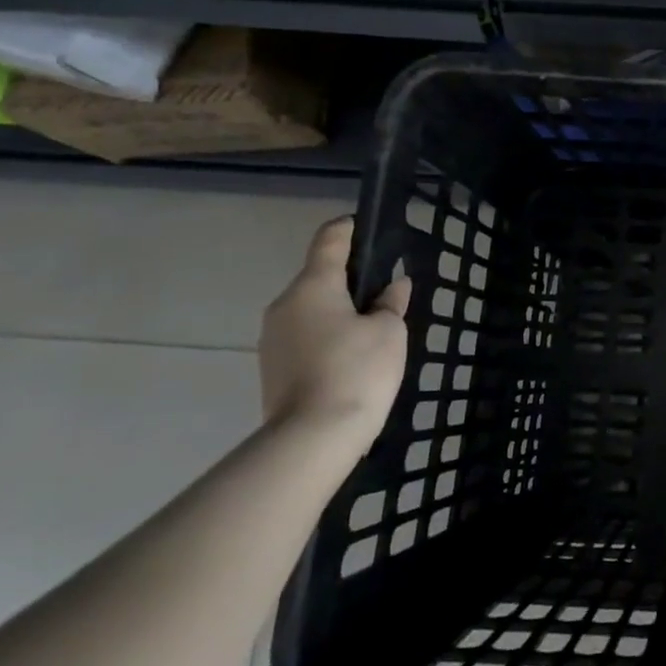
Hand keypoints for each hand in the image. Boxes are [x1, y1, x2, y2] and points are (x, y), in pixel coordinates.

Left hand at [258, 216, 410, 441]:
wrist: (312, 438)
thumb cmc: (357, 370)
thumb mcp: (389, 332)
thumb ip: (390, 304)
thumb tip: (392, 287)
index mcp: (313, 287)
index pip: (329, 241)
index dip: (348, 229)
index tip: (365, 227)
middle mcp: (284, 306)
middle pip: (319, 278)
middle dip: (351, 280)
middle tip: (385, 293)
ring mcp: (273, 339)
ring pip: (312, 310)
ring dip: (339, 312)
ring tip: (373, 330)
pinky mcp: (273, 368)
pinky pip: (305, 337)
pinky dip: (328, 337)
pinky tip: (353, 357)